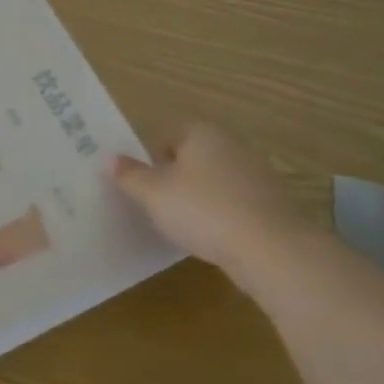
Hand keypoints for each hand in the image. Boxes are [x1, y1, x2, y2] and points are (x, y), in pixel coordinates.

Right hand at [109, 122, 317, 279]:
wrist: (273, 251)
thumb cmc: (203, 210)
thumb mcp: (152, 194)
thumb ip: (129, 175)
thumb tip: (108, 159)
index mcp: (202, 133)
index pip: (169, 133)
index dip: (152, 157)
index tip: (144, 183)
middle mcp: (232, 145)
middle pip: (194, 156)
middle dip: (176, 176)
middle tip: (158, 203)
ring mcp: (258, 174)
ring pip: (216, 180)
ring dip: (201, 197)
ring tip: (184, 224)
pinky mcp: (274, 205)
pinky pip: (237, 203)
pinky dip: (223, 215)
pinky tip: (214, 238)